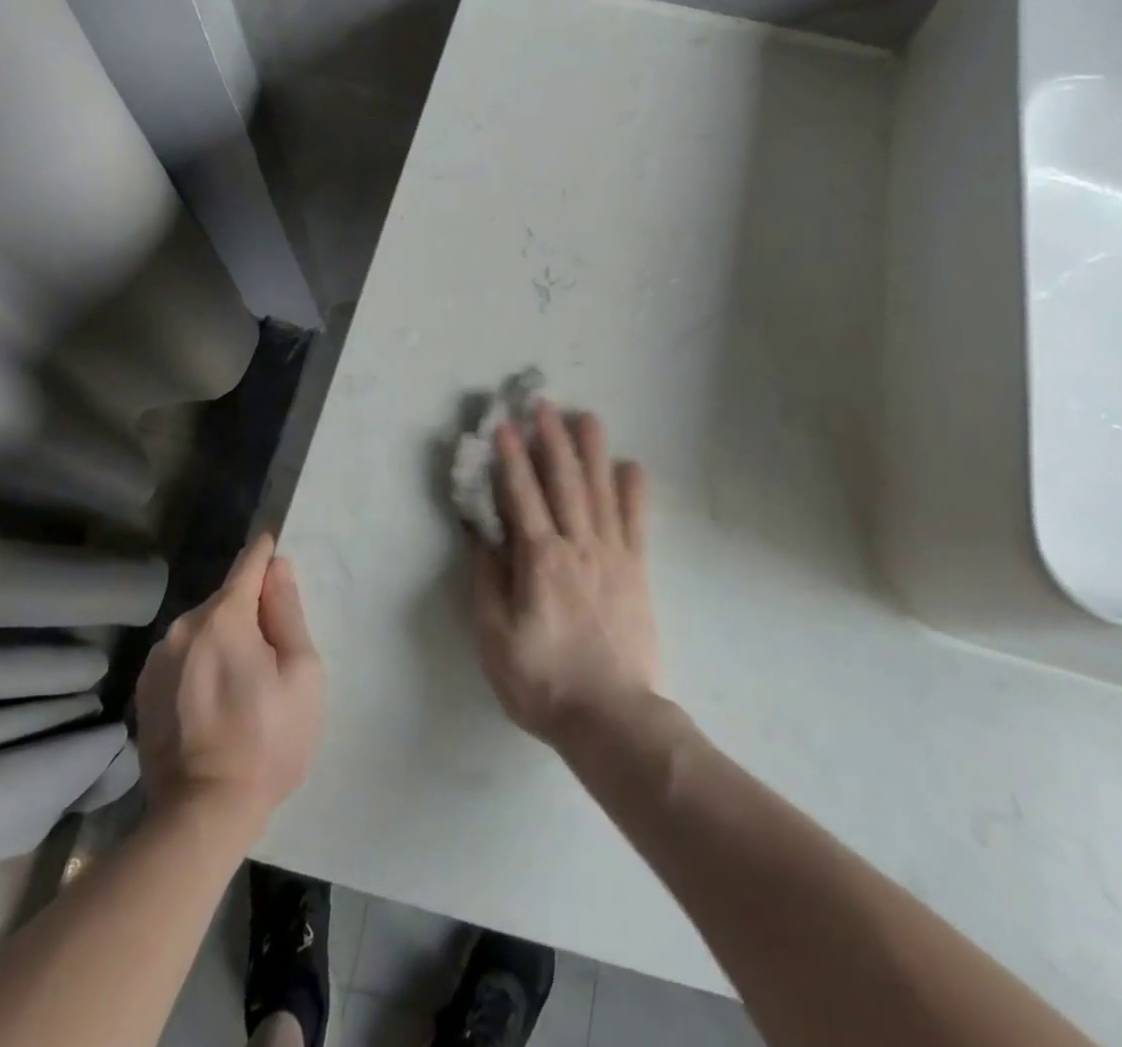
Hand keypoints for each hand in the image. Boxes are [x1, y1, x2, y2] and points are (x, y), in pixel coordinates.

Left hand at [135, 534, 323, 826]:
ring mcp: (157, 661)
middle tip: (274, 649)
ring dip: (224, 638)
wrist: (204, 814)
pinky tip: (215, 700)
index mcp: (223, 618)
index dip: (266, 553)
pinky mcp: (145, 691)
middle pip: (226, 600)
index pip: (248, 564)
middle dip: (251, 610)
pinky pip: (183, 657)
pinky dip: (202, 663)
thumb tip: (278, 568)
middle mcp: (182, 628)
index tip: (276, 545)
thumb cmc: (269, 739)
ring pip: (202, 629)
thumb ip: (287, 612)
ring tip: (244, 682)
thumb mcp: (301, 672)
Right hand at [472, 402, 656, 743]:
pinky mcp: (637, 569)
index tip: (504, 426)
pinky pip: (636, 521)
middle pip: (564, 481)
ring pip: (601, 490)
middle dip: (552, 439)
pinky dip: (634, 490)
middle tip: (544, 404)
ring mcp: (613, 554)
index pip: (522, 496)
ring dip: (592, 451)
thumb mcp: (494, 639)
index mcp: (540, 560)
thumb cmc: (543, 682)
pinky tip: (631, 465)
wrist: (611, 717)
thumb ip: (488, 582)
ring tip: (587, 416)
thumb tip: (484, 535)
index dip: (511, 459)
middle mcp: (578, 545)